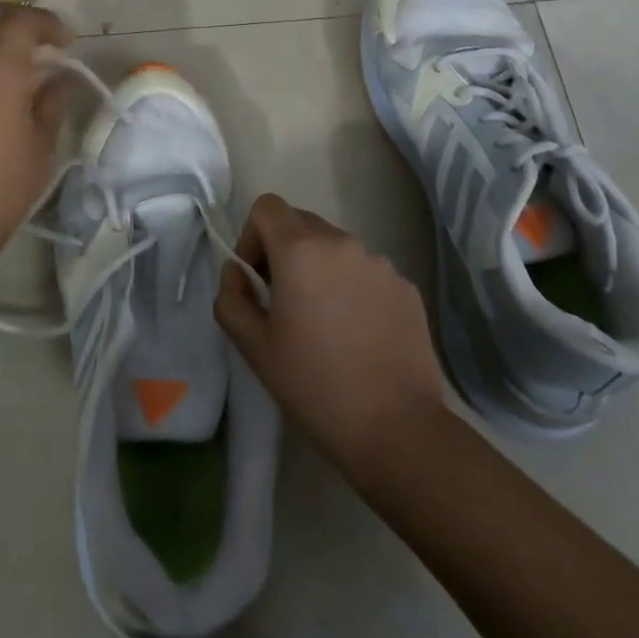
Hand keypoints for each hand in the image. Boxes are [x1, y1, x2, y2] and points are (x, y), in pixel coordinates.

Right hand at [216, 194, 444, 482]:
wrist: (398, 430)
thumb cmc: (315, 386)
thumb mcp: (255, 347)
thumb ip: (232, 297)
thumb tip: (236, 271)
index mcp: (301, 249)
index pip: (267, 207)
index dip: (253, 236)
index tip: (257, 280)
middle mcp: (342, 243)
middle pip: (301, 224)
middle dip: (284, 252)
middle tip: (286, 303)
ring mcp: (380, 263)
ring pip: (335, 249)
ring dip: (321, 270)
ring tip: (326, 324)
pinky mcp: (406, 286)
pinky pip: (366, 272)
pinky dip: (353, 289)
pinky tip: (359, 335)